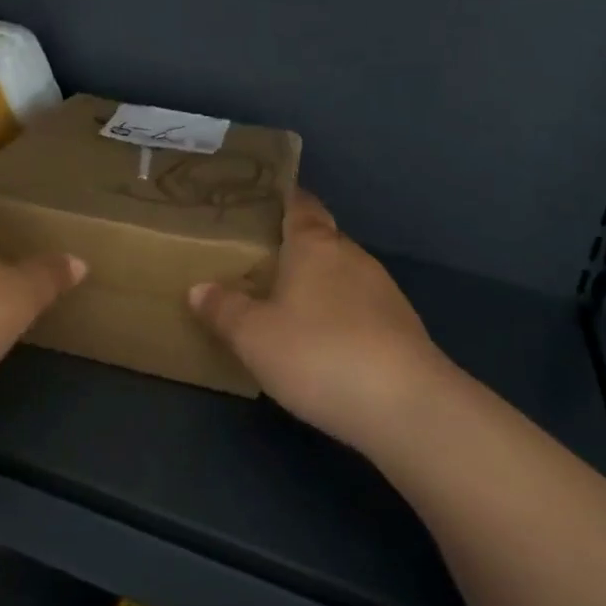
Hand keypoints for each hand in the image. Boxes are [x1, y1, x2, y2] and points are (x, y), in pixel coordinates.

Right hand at [190, 190, 456, 456]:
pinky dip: (339, 315)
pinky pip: (359, 308)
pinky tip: (323, 343)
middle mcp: (352, 256)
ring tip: (284, 304)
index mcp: (315, 245)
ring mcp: (383, 291)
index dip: (282, 199)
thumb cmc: (317, 354)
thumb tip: (199, 289)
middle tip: (256, 262)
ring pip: (341, 275)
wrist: (405, 406)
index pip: (299, 205)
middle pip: (320, 240)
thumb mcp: (253, 336)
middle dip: (293, 248)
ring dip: (317, 285)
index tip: (259, 202)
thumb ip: (224, 309)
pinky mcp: (402, 327)